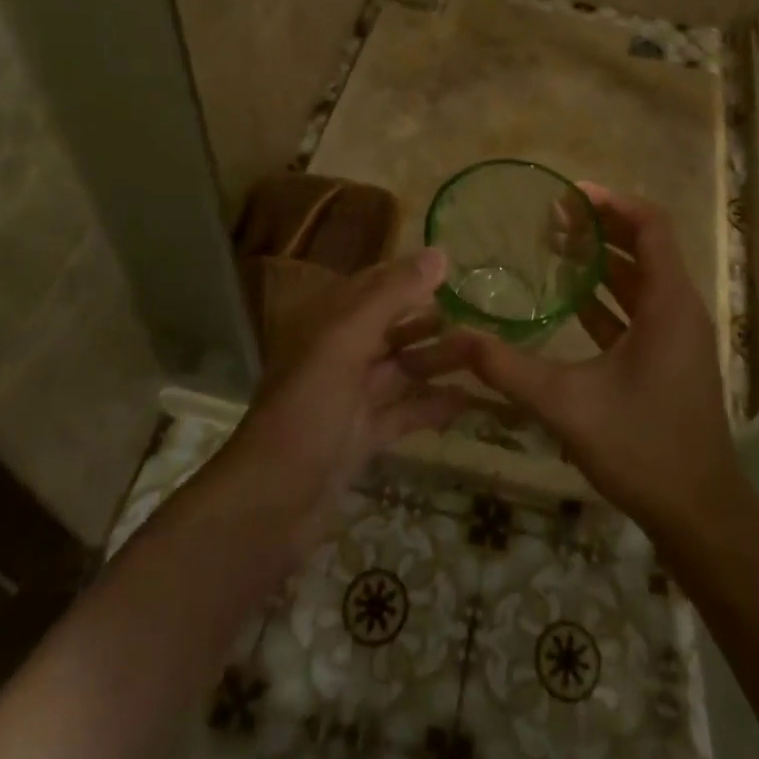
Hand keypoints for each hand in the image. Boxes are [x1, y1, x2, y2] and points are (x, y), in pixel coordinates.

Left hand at [216, 248, 468, 554]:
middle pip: (394, 327)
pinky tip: (471, 402)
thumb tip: (439, 253)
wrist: (270, 505)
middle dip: (434, 321)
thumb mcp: (346, 342)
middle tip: (486, 318)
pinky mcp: (363, 437)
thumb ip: (392, 296)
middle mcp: (340, 354)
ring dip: (440, 361)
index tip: (459, 272)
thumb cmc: (306, 410)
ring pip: (404, 368)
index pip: (376, 286)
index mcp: (330, 324)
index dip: (413, 276)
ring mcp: (352, 398)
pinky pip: (405, 412)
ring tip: (488, 356)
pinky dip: (434, 406)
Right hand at [444, 183, 742, 535]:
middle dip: (601, 227)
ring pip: (641, 278)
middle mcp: (680, 308)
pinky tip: (570, 299)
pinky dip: (608, 295)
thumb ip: (509, 369)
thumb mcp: (567, 405)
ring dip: (603, 260)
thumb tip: (457, 338)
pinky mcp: (669, 356)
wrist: (699, 513)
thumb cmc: (642, 447)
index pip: (650, 226)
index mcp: (669, 303)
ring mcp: (677, 334)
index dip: (612, 203)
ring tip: (555, 247)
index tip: (568, 196)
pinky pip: (639, 308)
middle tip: (552, 218)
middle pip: (644, 246)